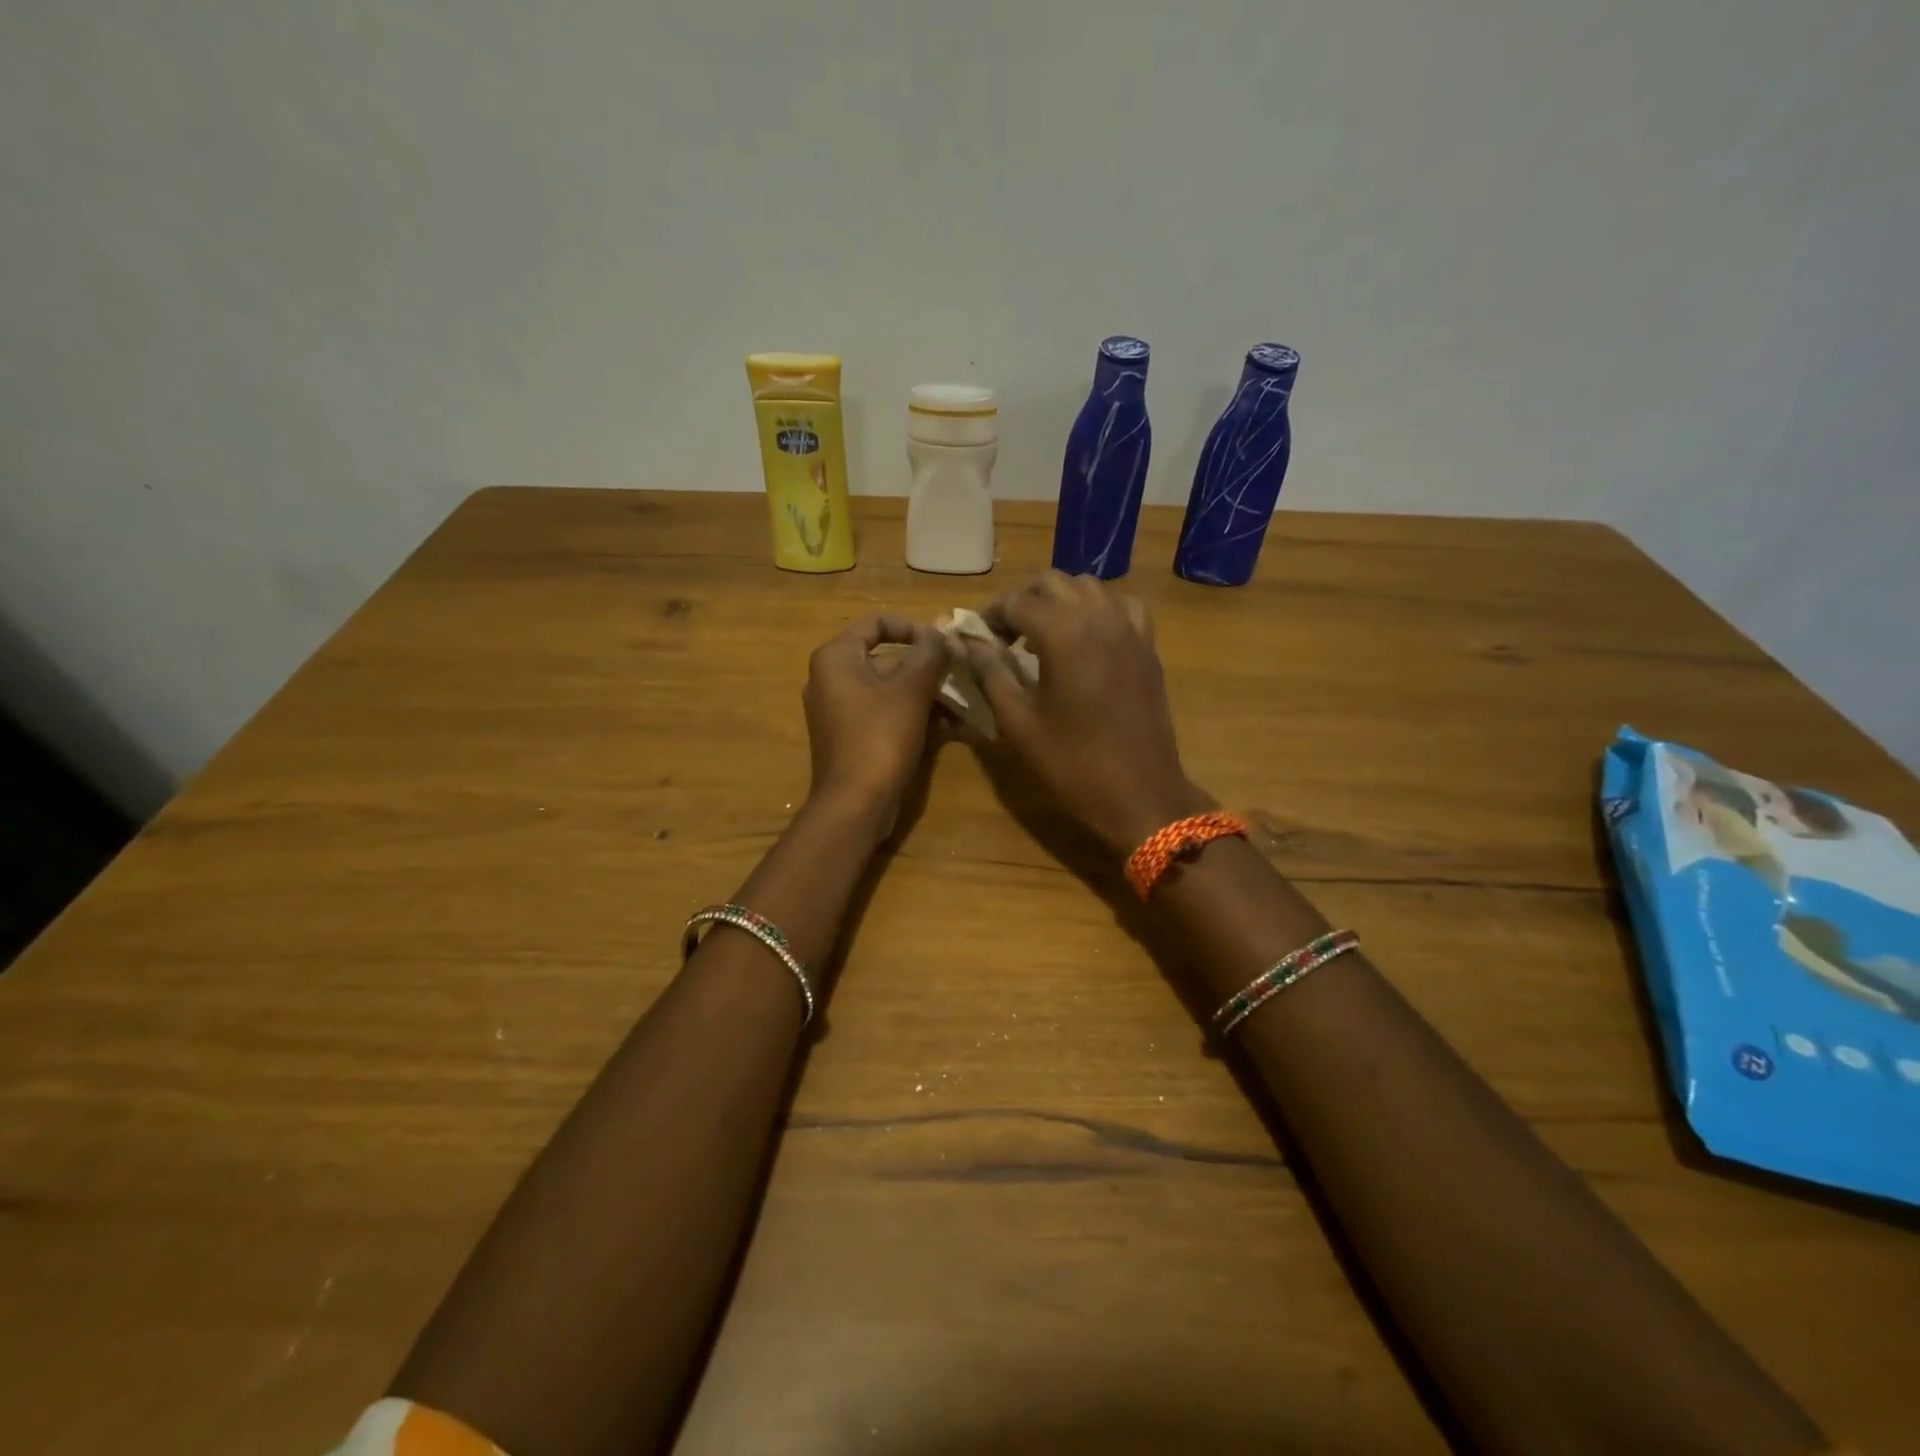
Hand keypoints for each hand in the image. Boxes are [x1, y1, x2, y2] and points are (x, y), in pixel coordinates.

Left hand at [802, 614, 948, 822]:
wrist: (855, 804)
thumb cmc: (880, 737)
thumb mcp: (911, 690)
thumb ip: (931, 655)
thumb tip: (946, 633)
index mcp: (836, 658)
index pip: (876, 623)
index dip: (913, 627)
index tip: (943, 643)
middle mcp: (833, 679)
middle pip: (888, 659)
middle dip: (930, 668)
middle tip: (965, 673)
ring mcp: (843, 712)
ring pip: (893, 691)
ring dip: (931, 694)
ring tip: (968, 703)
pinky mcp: (855, 739)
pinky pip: (889, 716)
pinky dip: (918, 717)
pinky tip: (956, 728)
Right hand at [966, 573, 1202, 853]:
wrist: (1140, 792)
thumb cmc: (1073, 763)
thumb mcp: (1019, 723)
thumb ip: (991, 675)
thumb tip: (969, 645)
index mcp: (1064, 634)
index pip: (1017, 602)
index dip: (991, 616)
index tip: (979, 639)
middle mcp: (1099, 617)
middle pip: (1052, 583)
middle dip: (1023, 601)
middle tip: (1005, 635)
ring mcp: (1129, 629)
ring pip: (1088, 587)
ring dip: (1059, 600)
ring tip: (1042, 634)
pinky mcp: (1147, 646)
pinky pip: (1122, 606)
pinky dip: (1098, 609)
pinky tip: (1087, 636)